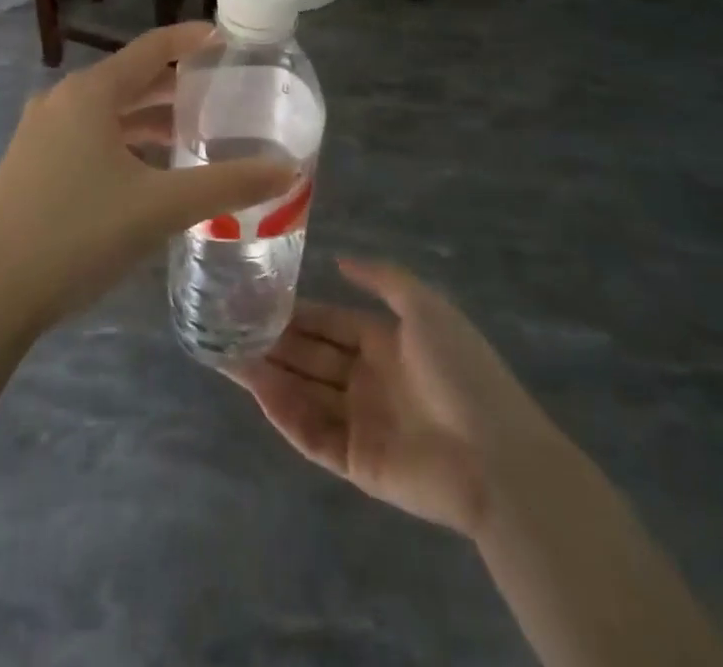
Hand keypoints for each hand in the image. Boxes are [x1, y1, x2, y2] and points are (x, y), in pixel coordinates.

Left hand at [0, 23, 295, 335]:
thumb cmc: (78, 235)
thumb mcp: (160, 207)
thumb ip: (226, 185)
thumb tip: (286, 170)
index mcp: (90, 93)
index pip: (152, 48)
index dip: (192, 39)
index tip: (229, 40)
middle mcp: (61, 100)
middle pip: (130, 79)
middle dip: (176, 85)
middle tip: (223, 95)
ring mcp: (40, 132)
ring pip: (108, 112)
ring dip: (149, 118)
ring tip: (193, 134)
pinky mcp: (30, 163)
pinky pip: (89, 136)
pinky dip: (124, 141)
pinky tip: (147, 171)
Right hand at [230, 258, 565, 537]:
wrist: (497, 457)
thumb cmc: (460, 371)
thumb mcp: (426, 307)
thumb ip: (382, 279)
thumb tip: (340, 260)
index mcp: (383, 342)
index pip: (327, 323)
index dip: (294, 312)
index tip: (254, 298)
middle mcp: (367, 380)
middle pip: (309, 357)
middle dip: (271, 342)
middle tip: (225, 326)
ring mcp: (360, 422)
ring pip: (303, 392)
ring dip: (267, 375)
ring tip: (225, 355)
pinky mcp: (356, 462)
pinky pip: (312, 433)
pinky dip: (284, 412)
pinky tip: (256, 389)